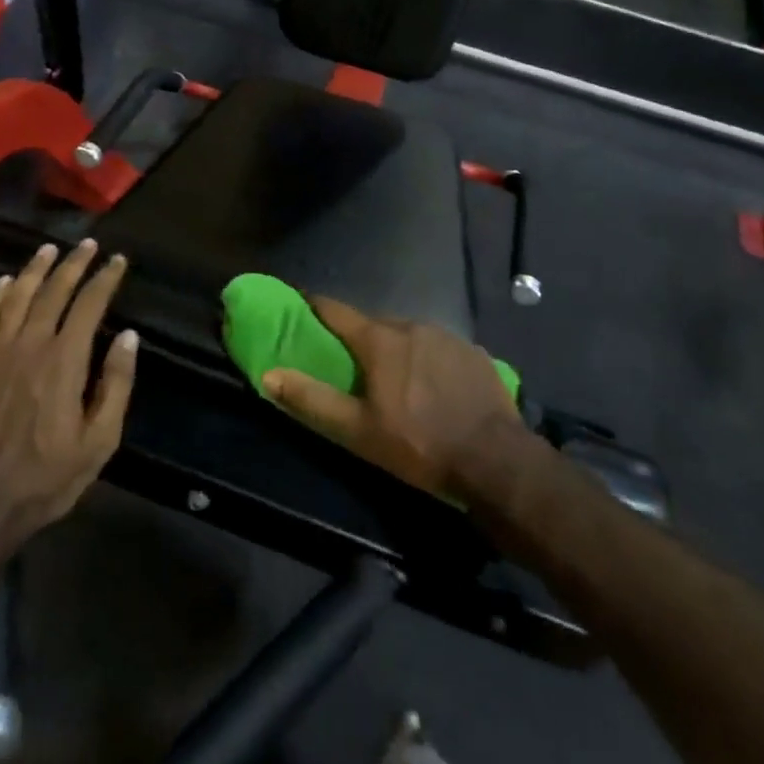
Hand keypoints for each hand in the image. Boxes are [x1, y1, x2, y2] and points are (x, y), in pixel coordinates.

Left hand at [0, 241, 136, 580]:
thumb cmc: (46, 479)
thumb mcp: (99, 441)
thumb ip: (116, 385)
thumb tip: (129, 337)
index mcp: (63, 362)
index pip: (89, 306)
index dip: (105, 279)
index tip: (117, 261)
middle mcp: (28, 348)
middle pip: (52, 293)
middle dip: (73, 265)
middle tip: (87, 244)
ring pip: (15, 299)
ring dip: (34, 271)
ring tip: (49, 250)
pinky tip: (2, 283)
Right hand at [261, 297, 521, 500]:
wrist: (495, 459)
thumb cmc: (418, 444)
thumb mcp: (357, 430)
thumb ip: (311, 399)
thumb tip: (269, 375)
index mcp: (380, 340)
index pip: (337, 311)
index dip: (317, 306)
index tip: (302, 304)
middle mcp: (412, 325)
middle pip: (375, 323)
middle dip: (359, 336)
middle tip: (351, 361)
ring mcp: (447, 336)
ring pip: (409, 333)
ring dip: (396, 347)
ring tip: (395, 377)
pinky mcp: (473, 351)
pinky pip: (439, 346)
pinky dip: (427, 358)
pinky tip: (433, 385)